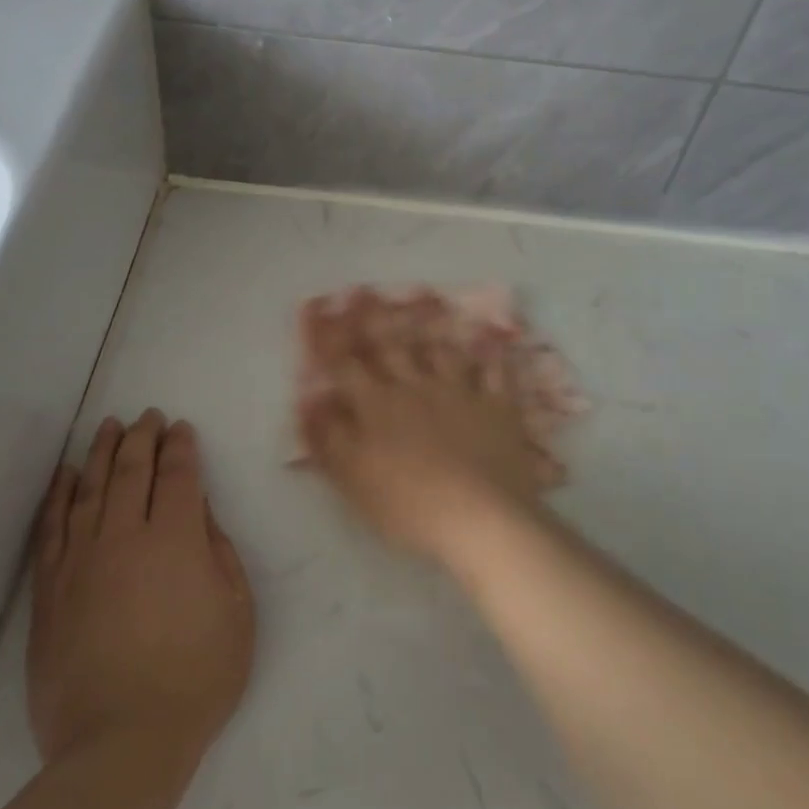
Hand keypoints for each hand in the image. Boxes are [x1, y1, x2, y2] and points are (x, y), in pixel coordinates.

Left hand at [27, 410, 254, 764]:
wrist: (121, 744)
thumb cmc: (196, 678)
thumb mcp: (236, 613)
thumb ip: (220, 553)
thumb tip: (200, 513)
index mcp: (177, 540)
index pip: (178, 476)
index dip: (181, 447)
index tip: (181, 429)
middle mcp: (126, 537)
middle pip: (132, 471)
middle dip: (141, 438)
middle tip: (147, 417)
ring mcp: (81, 561)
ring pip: (89, 490)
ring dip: (100, 453)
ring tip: (107, 428)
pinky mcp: (50, 590)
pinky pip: (52, 528)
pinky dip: (58, 496)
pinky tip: (65, 476)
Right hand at [297, 288, 549, 566]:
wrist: (479, 518)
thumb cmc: (407, 505)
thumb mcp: (353, 478)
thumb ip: (329, 437)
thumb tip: (310, 401)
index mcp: (377, 406)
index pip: (346, 365)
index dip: (329, 338)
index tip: (319, 310)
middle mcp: (416, 388)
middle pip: (391, 346)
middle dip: (374, 318)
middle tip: (365, 291)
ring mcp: (460, 392)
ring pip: (442, 351)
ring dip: (431, 328)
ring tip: (424, 301)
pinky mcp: (497, 406)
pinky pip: (497, 372)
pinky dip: (494, 355)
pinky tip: (494, 339)